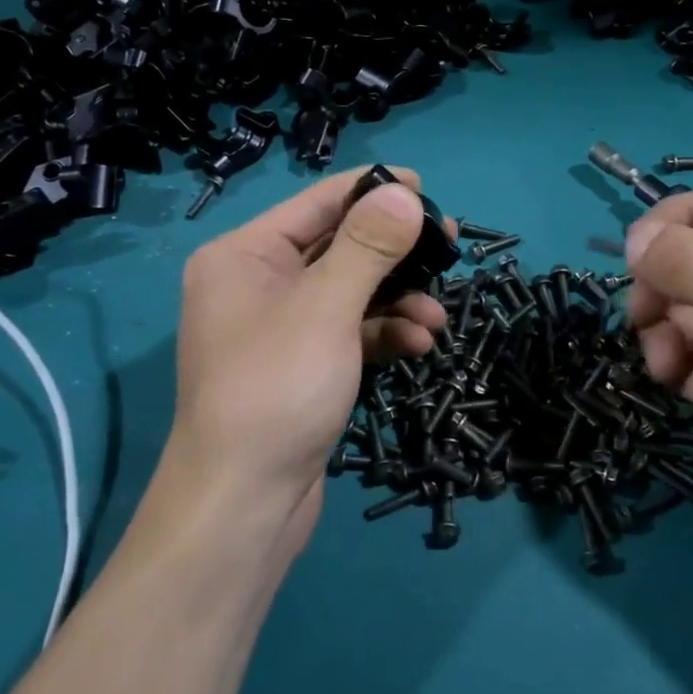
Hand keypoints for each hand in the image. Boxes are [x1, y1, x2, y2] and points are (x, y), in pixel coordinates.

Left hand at [162, 167, 446, 546]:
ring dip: (397, 299)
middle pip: (338, 247)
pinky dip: (384, 333)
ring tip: (437, 317)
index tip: (426, 187)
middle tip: (449, 247)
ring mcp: (281, 327)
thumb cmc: (276, 390)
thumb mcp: (326, 308)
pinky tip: (419, 345)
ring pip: (350, 293)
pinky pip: (349, 332)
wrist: (243, 506)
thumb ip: (368, 246)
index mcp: (244, 255)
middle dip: (395, 252)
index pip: (317, 202)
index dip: (372, 190)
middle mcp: (257, 283)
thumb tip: (403, 192)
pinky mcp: (303, 365)